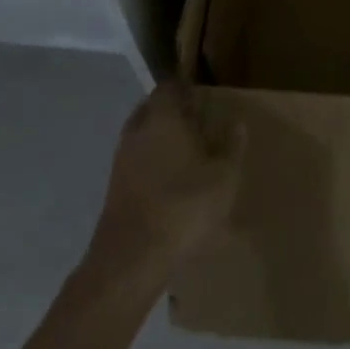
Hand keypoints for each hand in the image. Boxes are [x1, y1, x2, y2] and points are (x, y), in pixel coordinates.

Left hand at [86, 84, 244, 281]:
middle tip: (195, 124)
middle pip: (151, 109)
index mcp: (163, 118)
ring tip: (184, 155)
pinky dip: (149, 164)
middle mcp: (137, 132)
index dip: (184, 89)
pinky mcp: (113, 190)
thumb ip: (231, 146)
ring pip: (141, 137)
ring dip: (159, 140)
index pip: (168, 87)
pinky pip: (135, 163)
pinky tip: (168, 182)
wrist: (131, 261)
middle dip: (170, 113)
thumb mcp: (224, 176)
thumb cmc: (184, 206)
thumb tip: (236, 124)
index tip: (201, 98)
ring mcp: (121, 161)